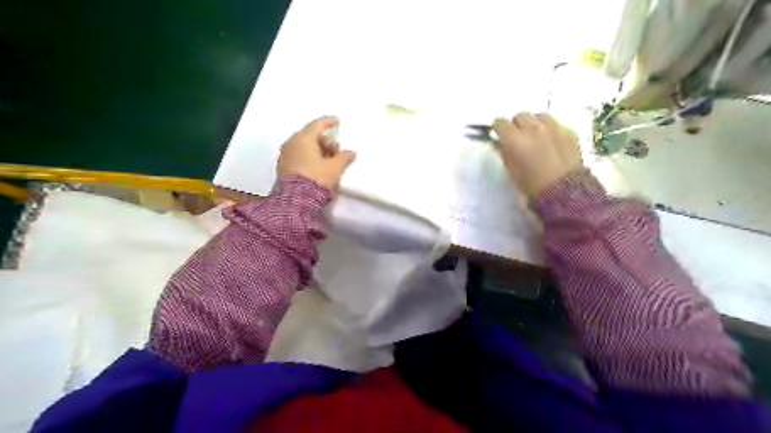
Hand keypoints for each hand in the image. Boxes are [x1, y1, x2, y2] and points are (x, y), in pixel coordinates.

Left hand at [277, 115, 358, 188]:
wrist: (295, 201)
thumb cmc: (316, 178)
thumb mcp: (334, 168)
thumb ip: (344, 158)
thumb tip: (351, 153)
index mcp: (303, 139)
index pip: (317, 125)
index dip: (328, 122)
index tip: (337, 121)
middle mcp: (291, 143)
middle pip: (310, 136)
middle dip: (324, 140)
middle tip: (336, 149)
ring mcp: (285, 156)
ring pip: (303, 147)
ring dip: (317, 150)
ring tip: (329, 160)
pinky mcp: (283, 168)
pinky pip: (298, 156)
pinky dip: (309, 158)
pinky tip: (318, 167)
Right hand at [490, 111, 580, 198]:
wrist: (564, 191)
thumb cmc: (531, 185)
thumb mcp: (511, 171)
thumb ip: (503, 153)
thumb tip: (498, 144)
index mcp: (514, 139)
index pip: (500, 122)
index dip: (499, 129)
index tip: (500, 135)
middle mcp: (532, 128)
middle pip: (520, 116)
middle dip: (517, 125)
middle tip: (519, 138)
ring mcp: (553, 127)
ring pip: (539, 116)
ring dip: (534, 124)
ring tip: (536, 137)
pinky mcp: (568, 131)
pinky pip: (555, 124)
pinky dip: (550, 130)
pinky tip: (551, 142)